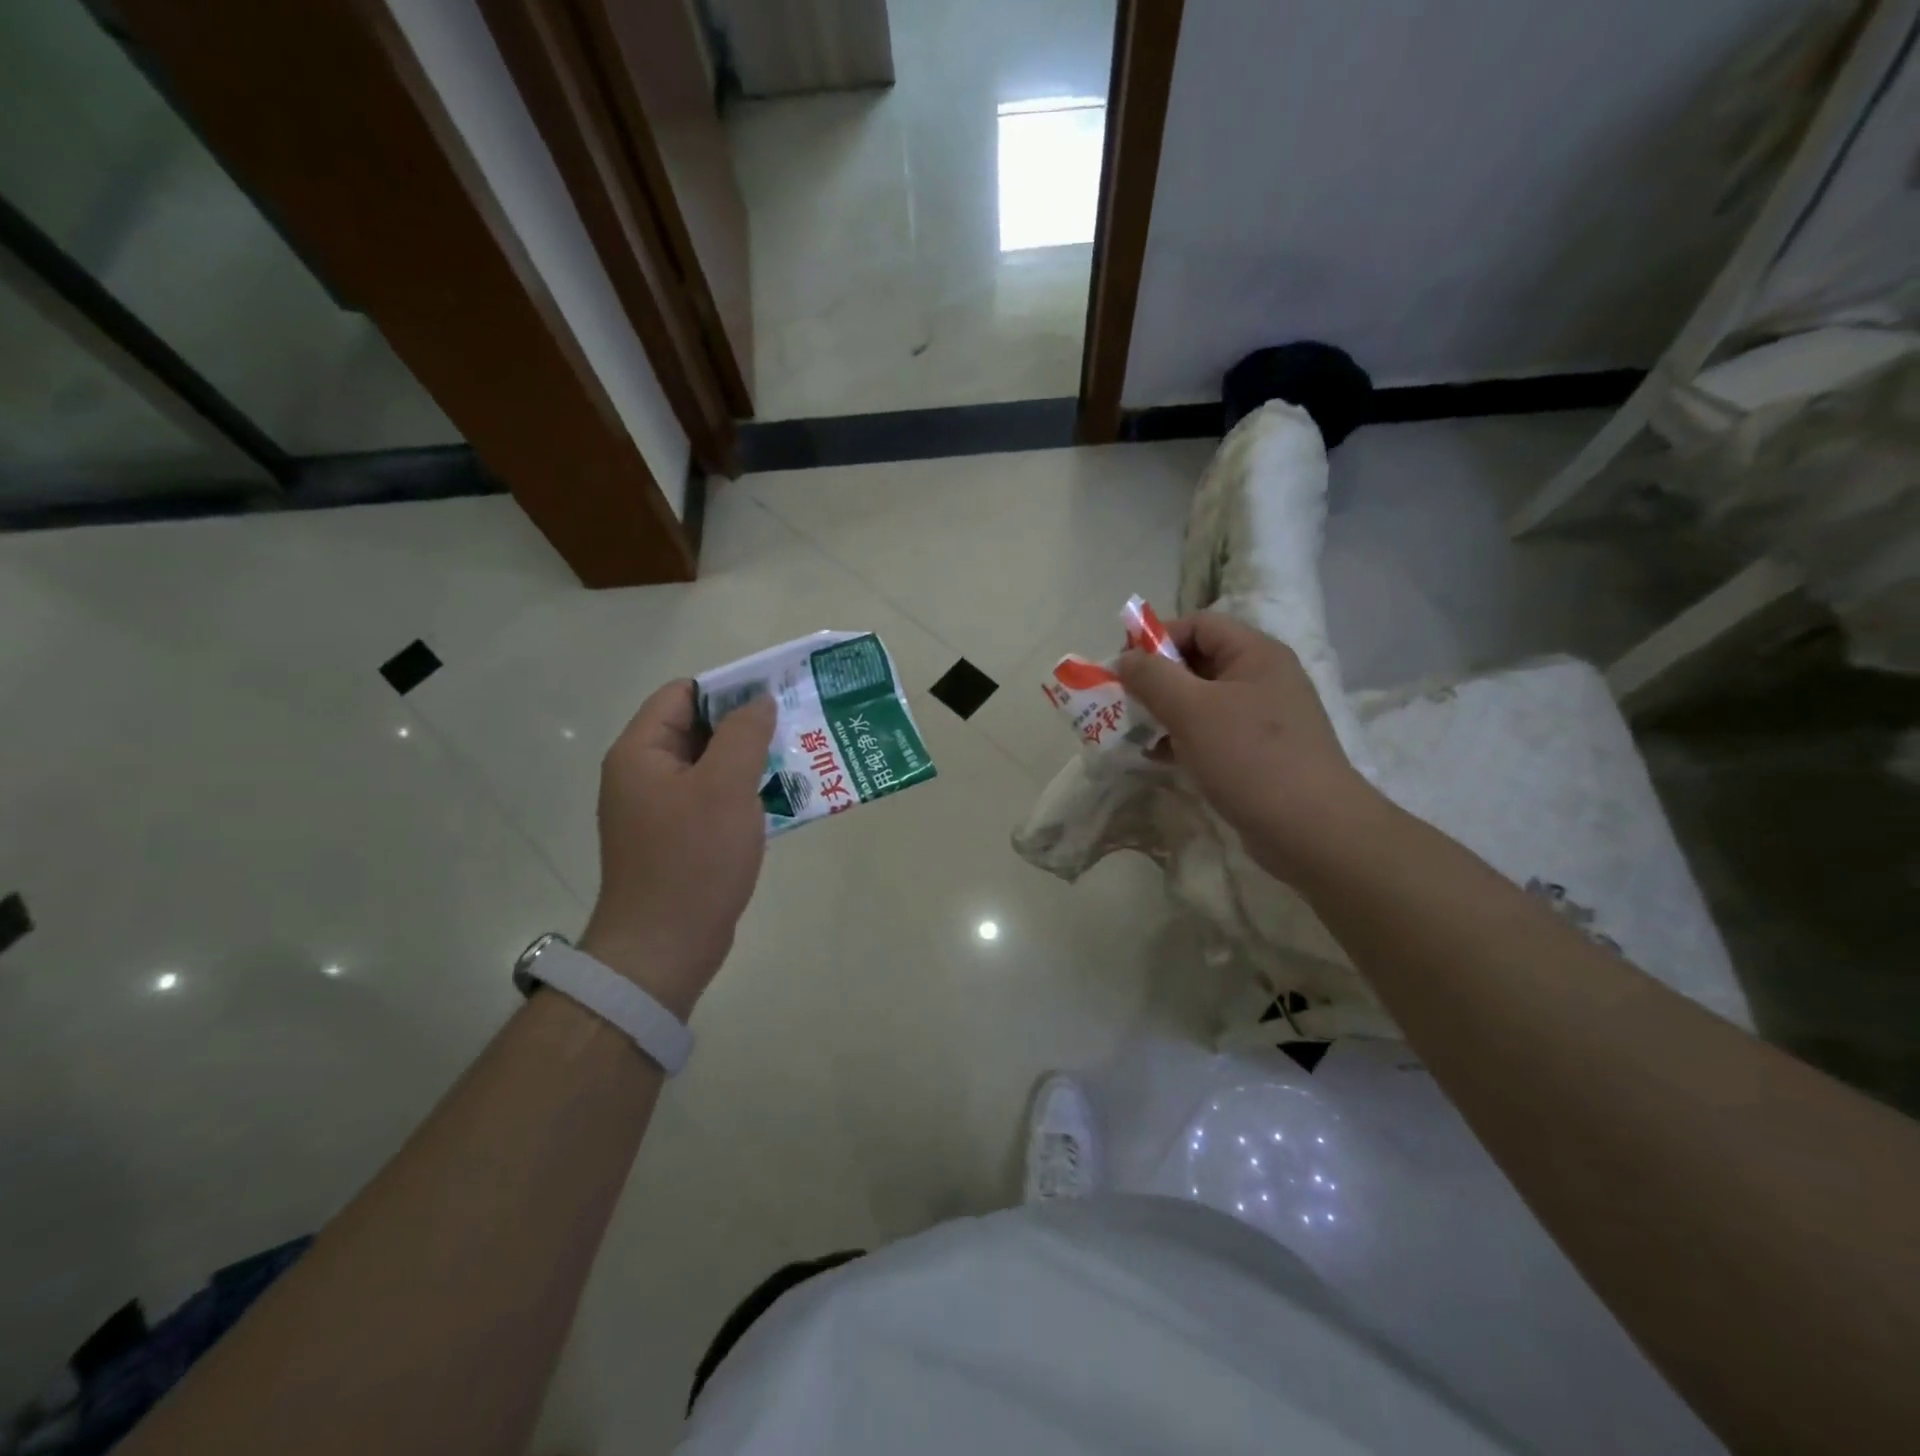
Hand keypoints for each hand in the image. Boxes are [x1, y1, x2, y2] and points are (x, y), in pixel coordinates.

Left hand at [579, 682, 775, 1016]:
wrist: (664, 948)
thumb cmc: (693, 859)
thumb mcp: (725, 787)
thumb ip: (744, 734)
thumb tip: (759, 701)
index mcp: (641, 752)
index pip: (683, 694)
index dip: (728, 688)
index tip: (775, 696)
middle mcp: (643, 775)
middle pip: (698, 729)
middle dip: (746, 726)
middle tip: (795, 727)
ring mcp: (659, 810)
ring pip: (710, 767)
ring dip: (751, 762)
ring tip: (798, 761)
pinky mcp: (677, 840)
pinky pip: (713, 801)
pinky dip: (744, 795)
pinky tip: (781, 801)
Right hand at [1117, 613, 1380, 880]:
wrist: (1310, 829)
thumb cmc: (1249, 757)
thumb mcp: (1192, 709)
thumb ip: (1153, 678)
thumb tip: (1124, 659)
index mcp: (1255, 654)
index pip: (1199, 625)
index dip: (1159, 638)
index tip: (1125, 668)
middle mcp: (1263, 678)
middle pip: (1199, 661)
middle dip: (1158, 679)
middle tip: (1125, 701)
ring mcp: (1263, 718)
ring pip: (1203, 701)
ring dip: (1166, 712)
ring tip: (1135, 731)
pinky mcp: (1258, 753)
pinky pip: (1212, 733)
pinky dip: (1183, 739)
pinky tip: (1158, 757)